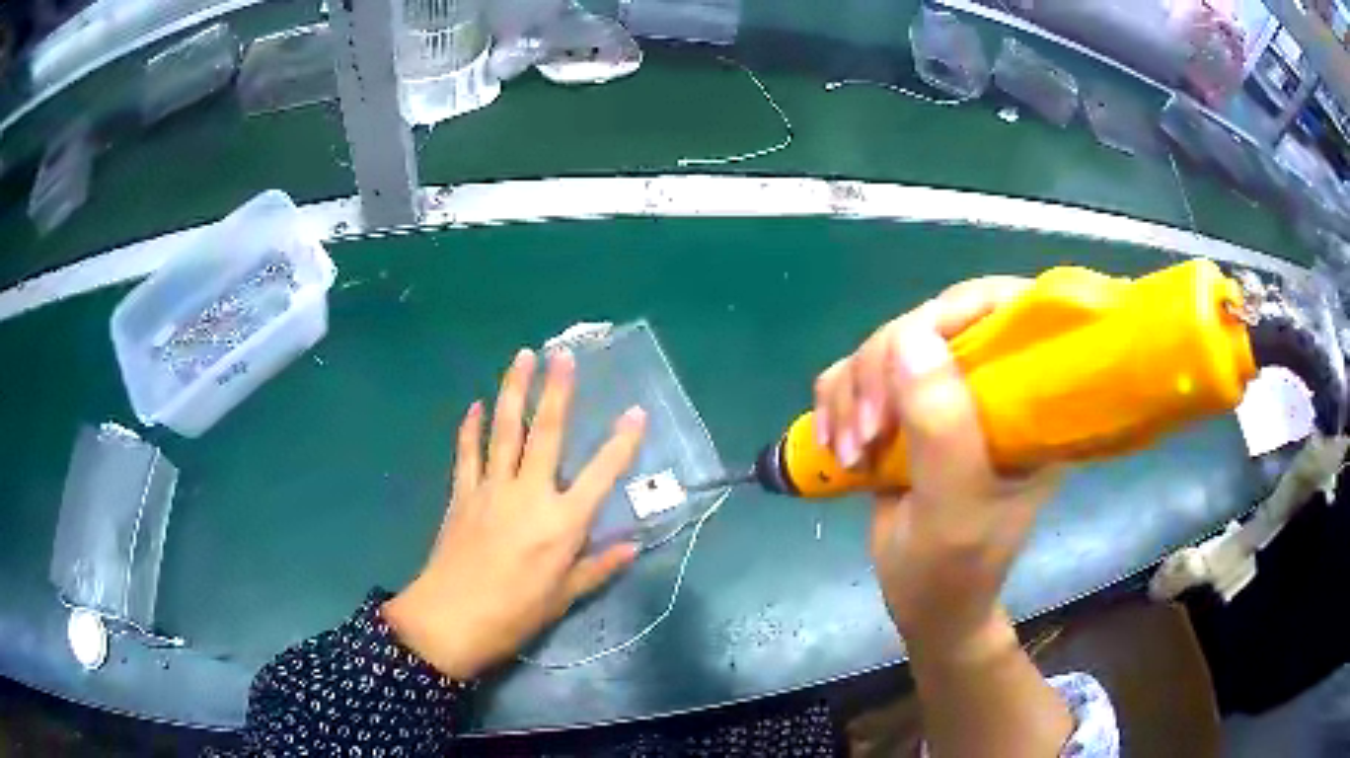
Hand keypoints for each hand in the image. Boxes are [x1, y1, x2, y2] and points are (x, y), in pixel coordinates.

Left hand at [382, 348, 645, 679]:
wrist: (450, 620)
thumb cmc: (514, 614)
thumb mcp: (563, 598)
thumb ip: (598, 567)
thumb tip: (632, 546)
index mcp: (561, 523)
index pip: (601, 474)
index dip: (622, 442)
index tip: (636, 411)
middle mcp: (529, 494)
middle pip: (545, 433)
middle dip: (556, 392)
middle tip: (563, 355)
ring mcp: (490, 489)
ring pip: (503, 430)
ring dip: (513, 391)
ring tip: (522, 357)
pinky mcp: (462, 494)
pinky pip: (467, 453)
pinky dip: (470, 428)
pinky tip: (474, 405)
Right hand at [813, 278, 1061, 654]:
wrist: (926, 604)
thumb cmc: (955, 568)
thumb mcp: (955, 508)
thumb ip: (942, 428)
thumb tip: (910, 336)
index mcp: (1027, 400)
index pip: (1005, 310)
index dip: (954, 311)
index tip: (908, 353)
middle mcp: (989, 385)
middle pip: (930, 321)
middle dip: (884, 369)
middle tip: (868, 433)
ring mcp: (944, 396)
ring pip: (885, 346)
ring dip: (853, 393)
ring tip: (851, 453)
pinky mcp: (904, 411)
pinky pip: (855, 373)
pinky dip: (835, 402)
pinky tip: (835, 445)